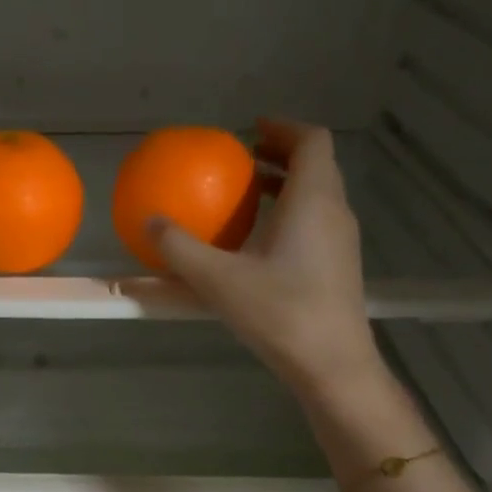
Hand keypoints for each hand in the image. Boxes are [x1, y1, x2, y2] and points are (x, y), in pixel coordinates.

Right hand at [150, 118, 384, 400]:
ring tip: (248, 198)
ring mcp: (342, 241)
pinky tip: (261, 245)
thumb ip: (180, 248)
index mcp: (312, 199)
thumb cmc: (279, 313)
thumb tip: (149, 221)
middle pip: (316, 165)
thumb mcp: (218, 280)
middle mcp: (335, 211)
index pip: (311, 140)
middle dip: (281, 155)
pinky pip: (317, 223)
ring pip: (318, 196)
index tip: (251, 130)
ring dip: (286, 187)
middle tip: (244, 162)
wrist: (331, 364)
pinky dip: (291, 215)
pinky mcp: (340, 267)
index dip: (283, 127)